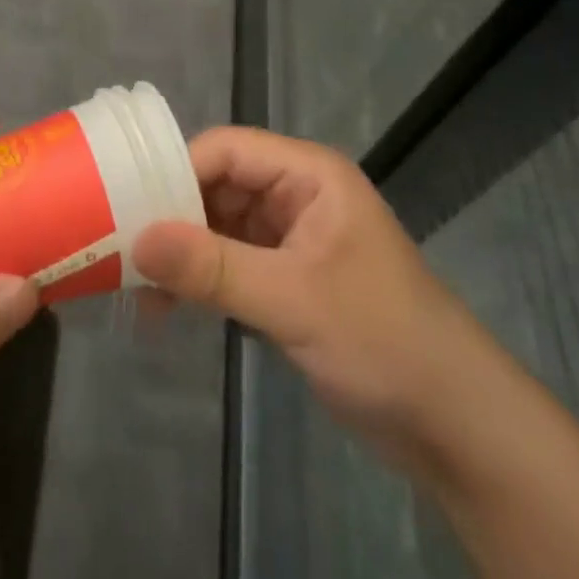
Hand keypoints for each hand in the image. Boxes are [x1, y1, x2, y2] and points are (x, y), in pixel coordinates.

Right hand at [132, 126, 467, 452]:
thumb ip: (213, 268)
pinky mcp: (288, 279)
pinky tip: (168, 307)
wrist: (458, 428)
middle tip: (119, 249)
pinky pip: (231, 263)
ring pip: (219, 226)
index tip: (126, 207)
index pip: (225, 150)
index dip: (176, 171)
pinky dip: (201, 280)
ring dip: (182, 254)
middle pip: (218, 185)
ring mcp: (292, 238)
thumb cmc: (383, 340)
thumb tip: (136, 240)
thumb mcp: (293, 301)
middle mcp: (296, 195)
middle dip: (172, 216)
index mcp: (308, 175)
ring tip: (136, 287)